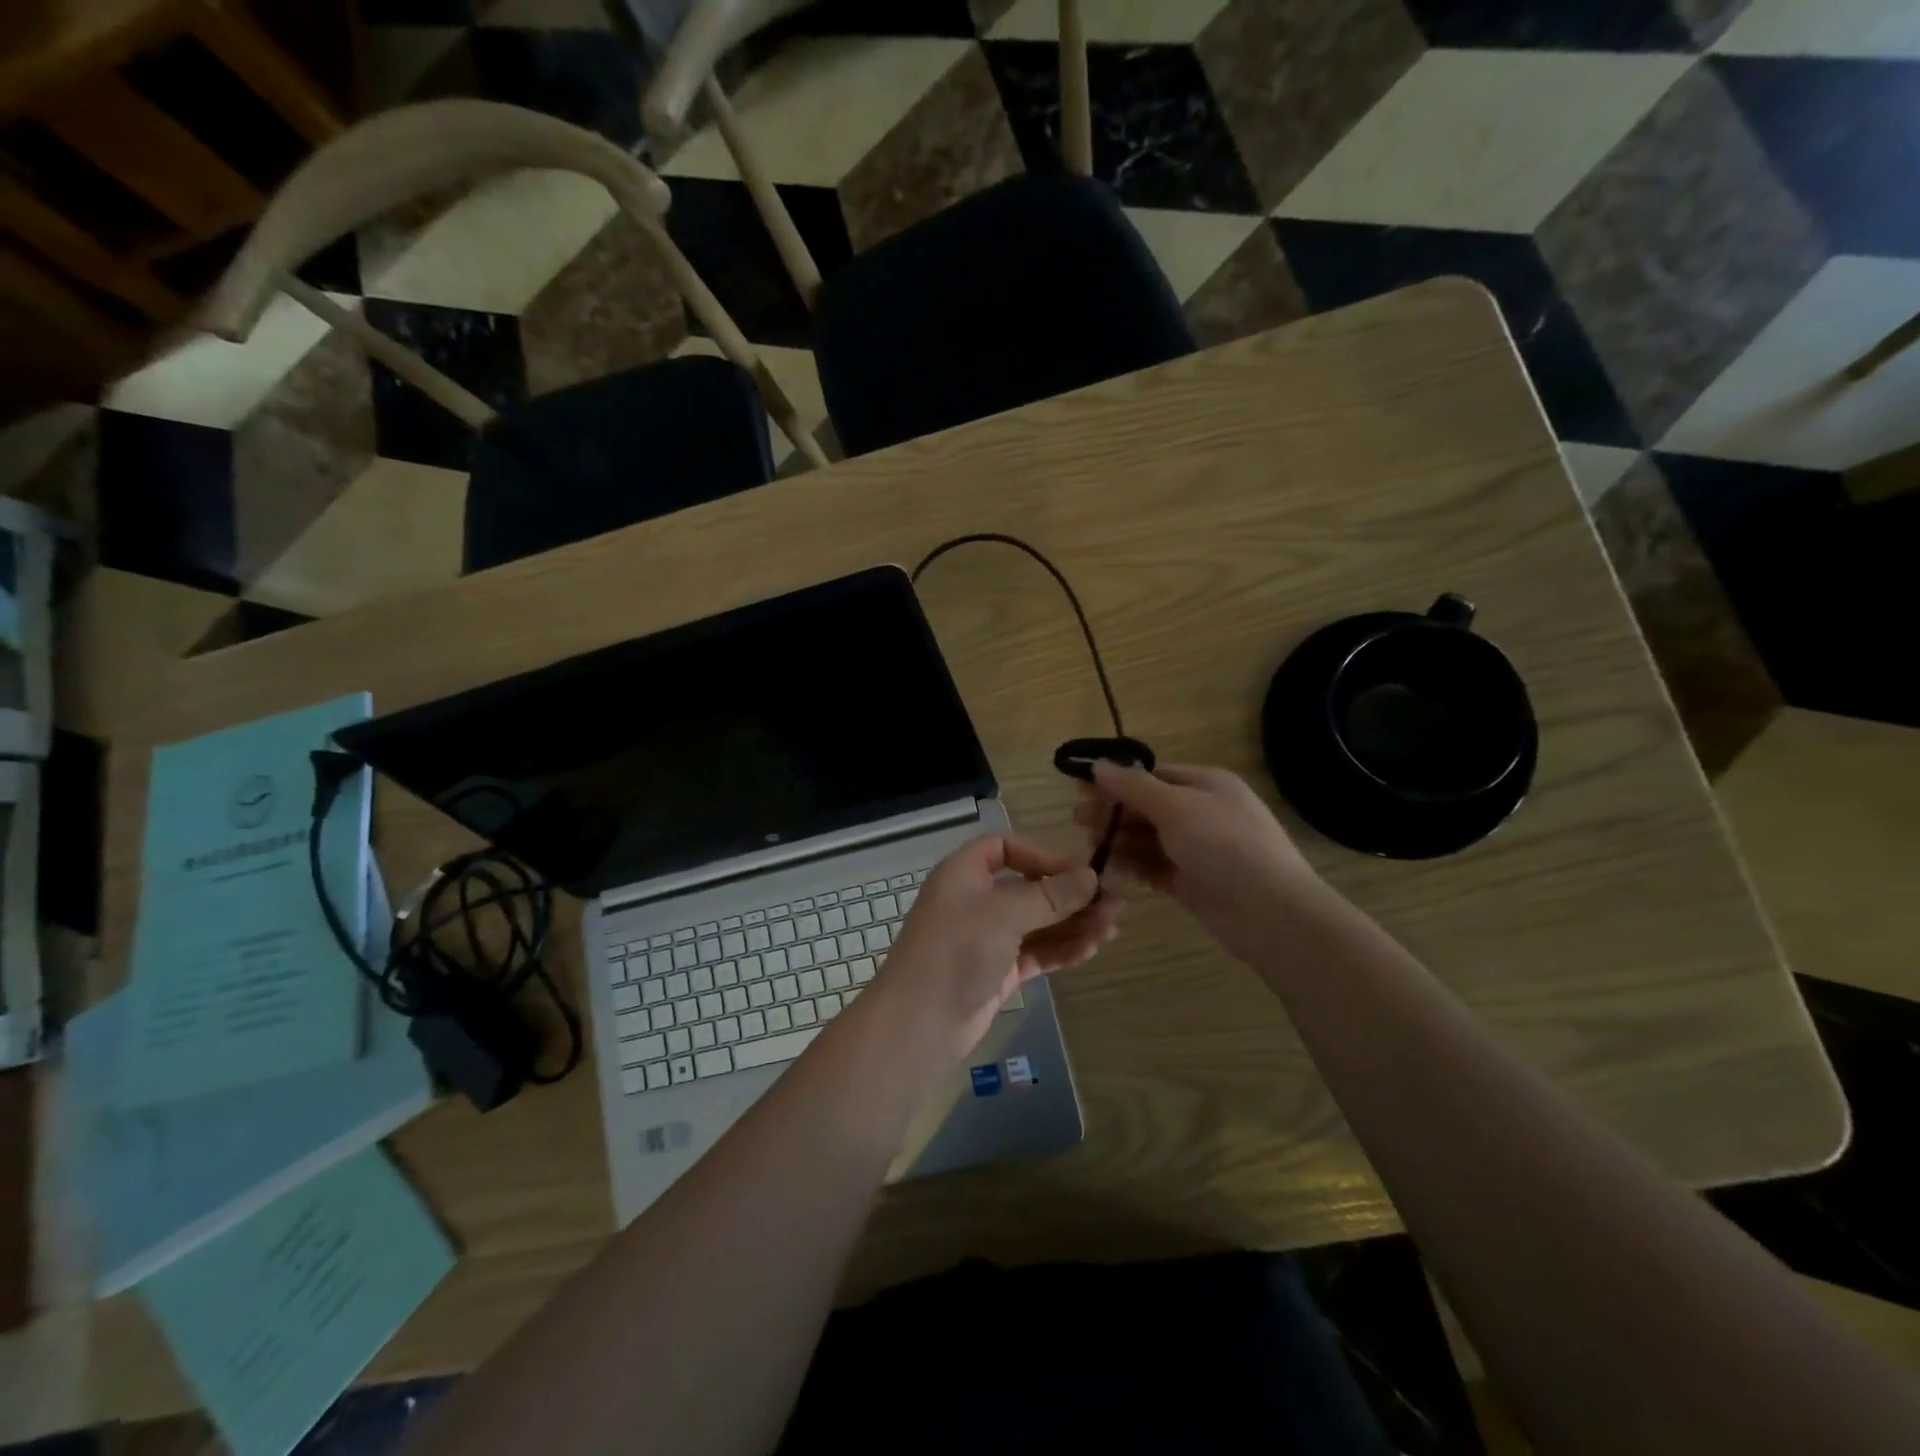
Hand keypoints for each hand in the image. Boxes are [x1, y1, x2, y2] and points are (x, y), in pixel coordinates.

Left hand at [872, 835, 1120, 1066]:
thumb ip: (1050, 895)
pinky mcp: (998, 971)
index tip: (1078, 871)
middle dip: (1070, 894)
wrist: (919, 1023)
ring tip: (1113, 928)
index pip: (1005, 848)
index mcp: (964, 873)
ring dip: (1074, 923)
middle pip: (1029, 887)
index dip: (1042, 855)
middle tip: (1115, 904)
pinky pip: (1037, 952)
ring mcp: (987, 938)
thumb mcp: (1004, 914)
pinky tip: (1093, 949)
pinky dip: (1063, 949)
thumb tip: (1091, 876)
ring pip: (1038, 922)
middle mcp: (976, 900)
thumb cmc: (956, 951)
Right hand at [1075, 762, 1321, 964]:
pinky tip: (1107, 869)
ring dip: (1119, 839)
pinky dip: (1132, 866)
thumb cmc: (1224, 846)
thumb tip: (1099, 764)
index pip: (1152, 774)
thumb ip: (1134, 787)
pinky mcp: (1192, 882)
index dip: (1116, 780)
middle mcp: (1202, 812)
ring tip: (1088, 846)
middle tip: (1076, 819)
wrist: (1271, 913)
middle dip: (1113, 811)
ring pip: (1149, 839)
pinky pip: (1154, 868)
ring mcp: (1198, 850)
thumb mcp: (1176, 807)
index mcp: (1205, 784)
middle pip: (1147, 806)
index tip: (1080, 788)